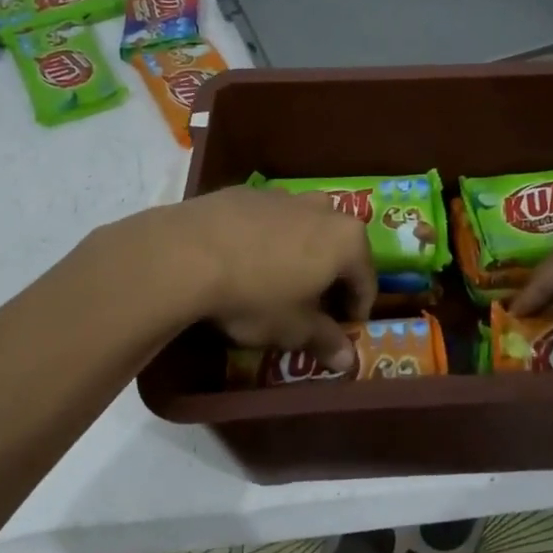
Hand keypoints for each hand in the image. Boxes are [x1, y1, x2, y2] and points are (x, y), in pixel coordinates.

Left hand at [87, 187, 375, 370]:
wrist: (186, 254)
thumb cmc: (255, 295)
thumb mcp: (293, 329)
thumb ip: (325, 340)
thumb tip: (347, 360)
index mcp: (346, 240)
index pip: (366, 280)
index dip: (356, 310)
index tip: (342, 330)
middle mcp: (323, 209)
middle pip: (338, 248)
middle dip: (330, 277)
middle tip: (311, 307)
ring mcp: (284, 196)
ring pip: (304, 229)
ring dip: (300, 254)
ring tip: (276, 282)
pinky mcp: (248, 192)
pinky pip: (269, 220)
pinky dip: (267, 239)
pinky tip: (243, 262)